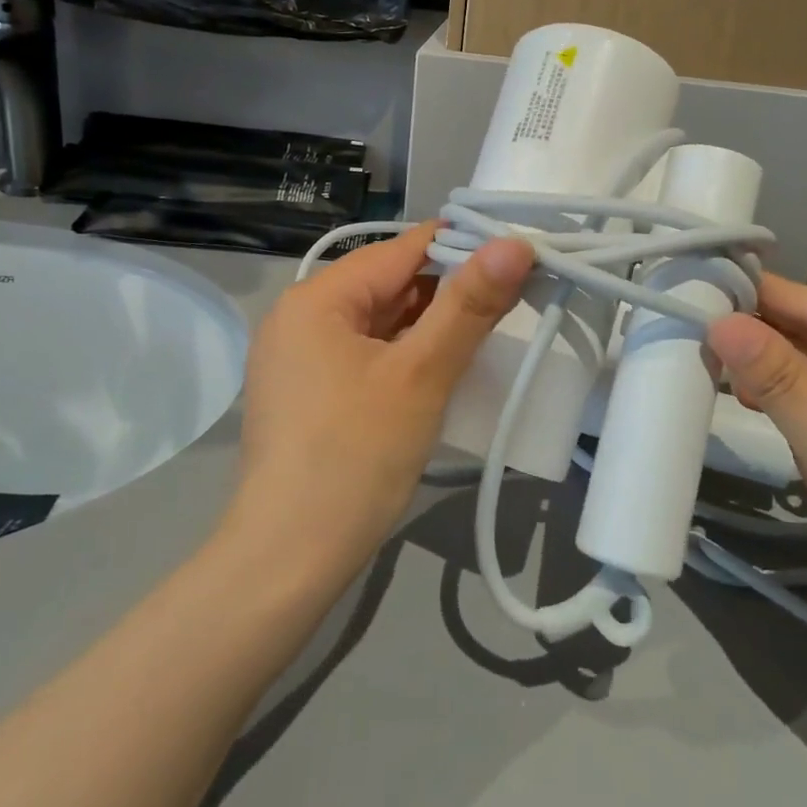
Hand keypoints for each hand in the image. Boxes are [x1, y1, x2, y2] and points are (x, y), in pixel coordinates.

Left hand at [235, 223, 532, 574]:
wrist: (288, 562)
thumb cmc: (355, 458)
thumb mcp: (421, 375)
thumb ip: (469, 305)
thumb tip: (515, 243)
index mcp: (317, 298)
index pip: (402, 250)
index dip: (462, 246)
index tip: (518, 254)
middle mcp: (300, 315)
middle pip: (390, 284)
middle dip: (449, 291)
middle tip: (512, 299)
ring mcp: (300, 356)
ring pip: (381, 321)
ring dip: (431, 325)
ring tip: (487, 331)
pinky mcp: (309, 390)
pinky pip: (367, 352)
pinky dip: (406, 354)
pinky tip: (443, 367)